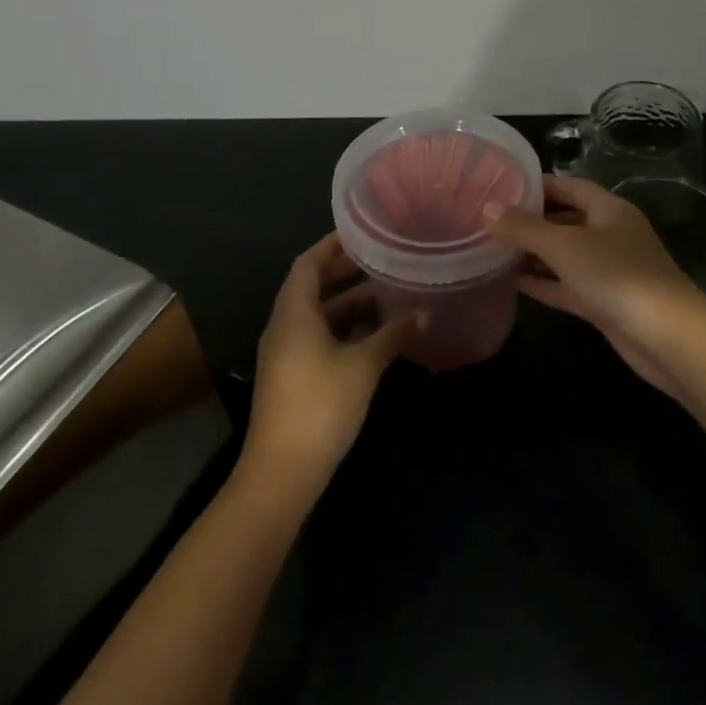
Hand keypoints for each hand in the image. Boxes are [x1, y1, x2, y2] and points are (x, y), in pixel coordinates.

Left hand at [242, 234, 418, 493]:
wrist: (282, 471)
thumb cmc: (320, 404)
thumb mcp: (363, 366)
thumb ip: (392, 335)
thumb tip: (423, 312)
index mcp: (293, 312)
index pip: (308, 263)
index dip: (332, 245)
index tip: (362, 233)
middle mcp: (285, 325)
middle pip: (313, 287)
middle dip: (346, 273)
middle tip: (383, 260)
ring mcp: (287, 353)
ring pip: (319, 315)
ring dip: (349, 304)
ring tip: (387, 293)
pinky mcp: (294, 376)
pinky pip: (319, 338)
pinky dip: (344, 330)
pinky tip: (376, 334)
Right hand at [483, 175, 705, 397]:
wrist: (668, 338)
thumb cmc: (616, 276)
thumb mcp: (564, 246)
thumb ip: (524, 228)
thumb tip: (488, 208)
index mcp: (608, 209)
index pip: (568, 186)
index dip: (537, 185)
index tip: (501, 186)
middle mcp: (610, 234)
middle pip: (565, 219)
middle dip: (531, 221)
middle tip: (490, 220)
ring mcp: (609, 270)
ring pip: (565, 255)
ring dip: (534, 254)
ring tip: (493, 249)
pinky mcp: (605, 302)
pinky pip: (568, 285)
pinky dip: (544, 282)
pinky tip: (513, 282)